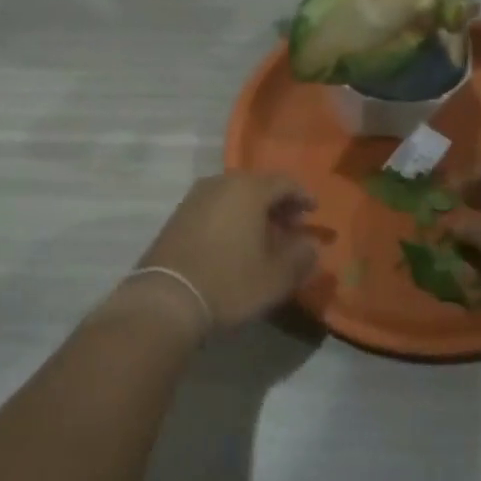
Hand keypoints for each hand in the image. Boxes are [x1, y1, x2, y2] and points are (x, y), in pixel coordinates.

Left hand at [130, 173, 317, 330]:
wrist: (167, 298)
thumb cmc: (229, 282)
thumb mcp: (276, 277)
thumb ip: (301, 256)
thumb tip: (311, 244)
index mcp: (248, 189)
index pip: (284, 182)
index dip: (302, 196)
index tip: (313, 212)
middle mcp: (220, 183)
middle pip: (257, 185)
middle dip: (277, 203)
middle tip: (291, 226)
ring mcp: (194, 198)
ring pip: (233, 195)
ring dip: (252, 211)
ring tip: (264, 236)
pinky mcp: (177, 215)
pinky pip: (214, 207)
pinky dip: (231, 217)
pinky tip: (235, 242)